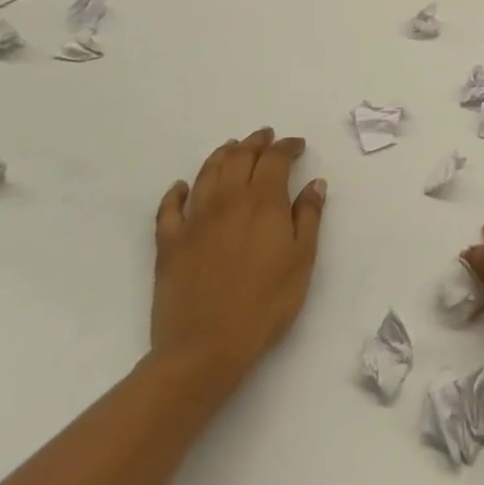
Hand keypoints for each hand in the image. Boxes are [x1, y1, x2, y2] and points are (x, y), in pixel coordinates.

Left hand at [150, 129, 326, 398]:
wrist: (205, 348)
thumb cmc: (265, 304)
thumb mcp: (302, 260)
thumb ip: (309, 217)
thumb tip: (314, 184)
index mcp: (263, 202)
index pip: (275, 159)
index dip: (287, 146)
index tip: (298, 145)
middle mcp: (227, 200)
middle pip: (240, 157)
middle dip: (256, 142)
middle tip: (267, 136)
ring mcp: (194, 220)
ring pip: (207, 173)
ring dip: (222, 154)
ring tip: (233, 148)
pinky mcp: (169, 244)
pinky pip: (169, 208)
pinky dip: (176, 191)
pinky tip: (182, 187)